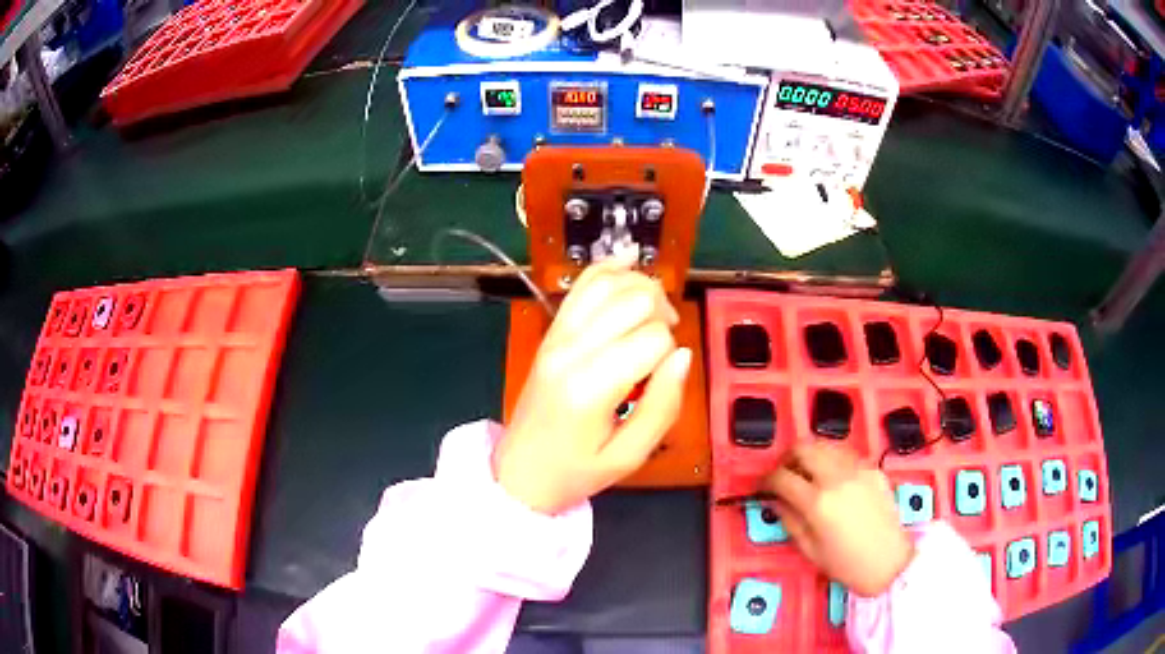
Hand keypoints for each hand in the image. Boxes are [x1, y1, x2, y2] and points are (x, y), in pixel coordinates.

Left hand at [495, 257, 692, 514]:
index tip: (661, 379)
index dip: (671, 353)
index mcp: (590, 387)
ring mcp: (556, 336)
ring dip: (642, 288)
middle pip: (634, 299)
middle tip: (664, 347)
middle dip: (663, 314)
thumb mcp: (630, 456)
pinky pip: (582, 285)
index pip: (653, 338)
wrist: (520, 471)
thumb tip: (683, 355)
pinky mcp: (551, 332)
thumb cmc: (576, 471)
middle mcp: (571, 351)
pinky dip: (609, 269)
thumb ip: (663, 406)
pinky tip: (630, 263)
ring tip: (653, 316)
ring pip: (609, 282)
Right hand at [763, 443, 914, 596]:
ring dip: (811, 455)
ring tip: (807, 473)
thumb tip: (776, 501)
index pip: (782, 477)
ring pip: (825, 444)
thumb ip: (789, 520)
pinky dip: (832, 460)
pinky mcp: (873, 468)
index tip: (763, 487)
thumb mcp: (809, 549)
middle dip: (787, 458)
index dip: (767, 480)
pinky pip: (845, 454)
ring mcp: (858, 469)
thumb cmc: (846, 563)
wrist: (889, 561)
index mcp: (817, 502)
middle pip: (803, 448)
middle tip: (784, 474)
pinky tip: (832, 478)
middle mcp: (836, 477)